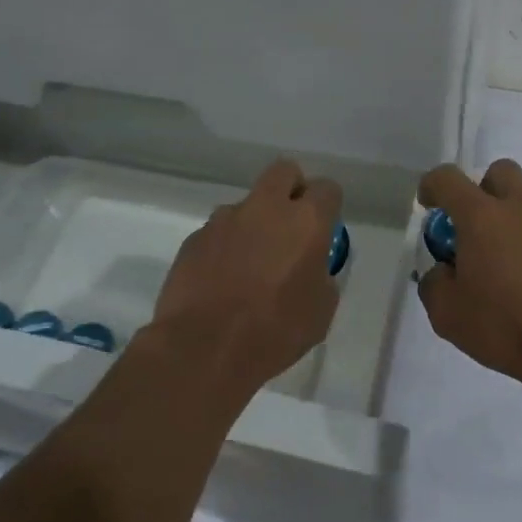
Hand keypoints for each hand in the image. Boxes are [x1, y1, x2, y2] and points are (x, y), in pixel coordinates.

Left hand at [152, 160, 343, 391]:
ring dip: (253, 224)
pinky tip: (221, 282)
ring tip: (249, 266)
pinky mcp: (194, 238)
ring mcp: (224, 220)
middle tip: (290, 226)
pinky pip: (217, 233)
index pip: (327, 189)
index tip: (325, 228)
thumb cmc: (275, 332)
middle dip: (291, 189)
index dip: (328, 206)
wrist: (204, 349)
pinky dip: (224, 248)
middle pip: (284, 172)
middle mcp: (265, 209)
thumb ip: (321, 276)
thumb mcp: (320, 311)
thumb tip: (311, 267)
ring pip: (246, 205)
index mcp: (306, 222)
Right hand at [416, 159, 521, 389]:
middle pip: (499, 172)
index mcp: (481, 216)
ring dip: (508, 215)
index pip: (448, 178)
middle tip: (472, 225)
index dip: (432, 186)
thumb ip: (434, 284)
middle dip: (481, 189)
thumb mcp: (448, 313)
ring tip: (499, 258)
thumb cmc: (505, 324)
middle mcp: (518, 208)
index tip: (428, 205)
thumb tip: (442, 272)